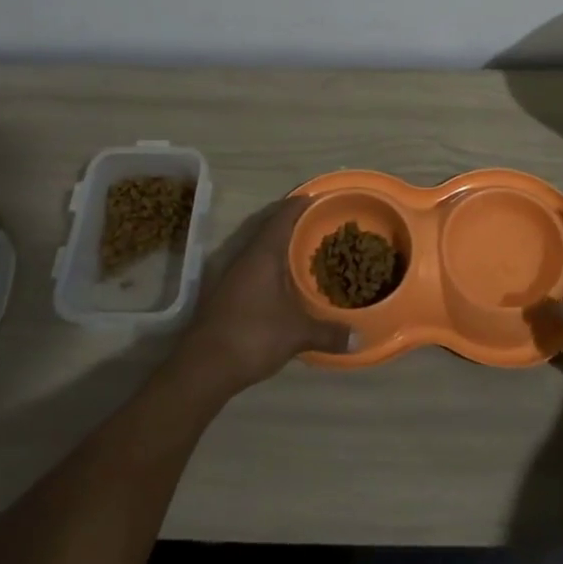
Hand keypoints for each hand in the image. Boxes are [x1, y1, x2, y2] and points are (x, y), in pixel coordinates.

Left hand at [175, 197, 351, 395]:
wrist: (203, 367)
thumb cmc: (253, 336)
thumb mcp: (297, 334)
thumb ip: (328, 333)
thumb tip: (359, 338)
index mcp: (263, 254)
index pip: (282, 217)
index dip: (298, 204)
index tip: (316, 196)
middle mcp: (245, 258)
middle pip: (268, 228)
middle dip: (290, 222)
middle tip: (316, 221)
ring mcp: (231, 276)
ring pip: (258, 248)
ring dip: (278, 244)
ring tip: (303, 247)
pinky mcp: (224, 294)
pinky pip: (252, 267)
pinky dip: (269, 264)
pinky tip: (282, 280)